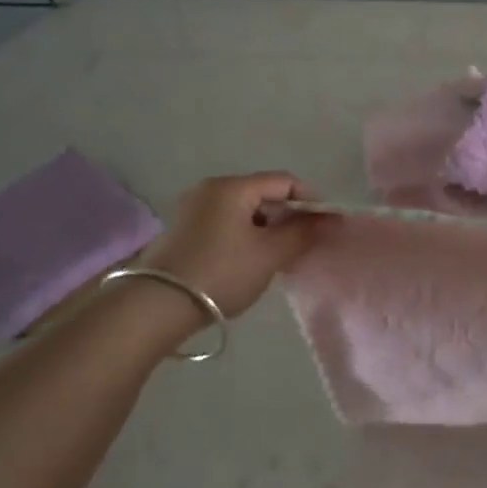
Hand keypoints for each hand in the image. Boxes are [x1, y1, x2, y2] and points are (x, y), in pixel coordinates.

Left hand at [138, 172, 322, 318]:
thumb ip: (303, 233)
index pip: (284, 181)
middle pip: (263, 194)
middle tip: (305, 245)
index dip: (311, 200)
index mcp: (233, 187)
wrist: (156, 307)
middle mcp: (211, 189)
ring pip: (244, 212)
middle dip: (289, 216)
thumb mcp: (269, 254)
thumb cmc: (221, 273)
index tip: (326, 226)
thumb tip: (330, 220)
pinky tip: (251, 262)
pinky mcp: (183, 231)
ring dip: (268, 229)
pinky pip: (226, 224)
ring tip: (280, 258)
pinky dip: (246, 237)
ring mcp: (193, 209)